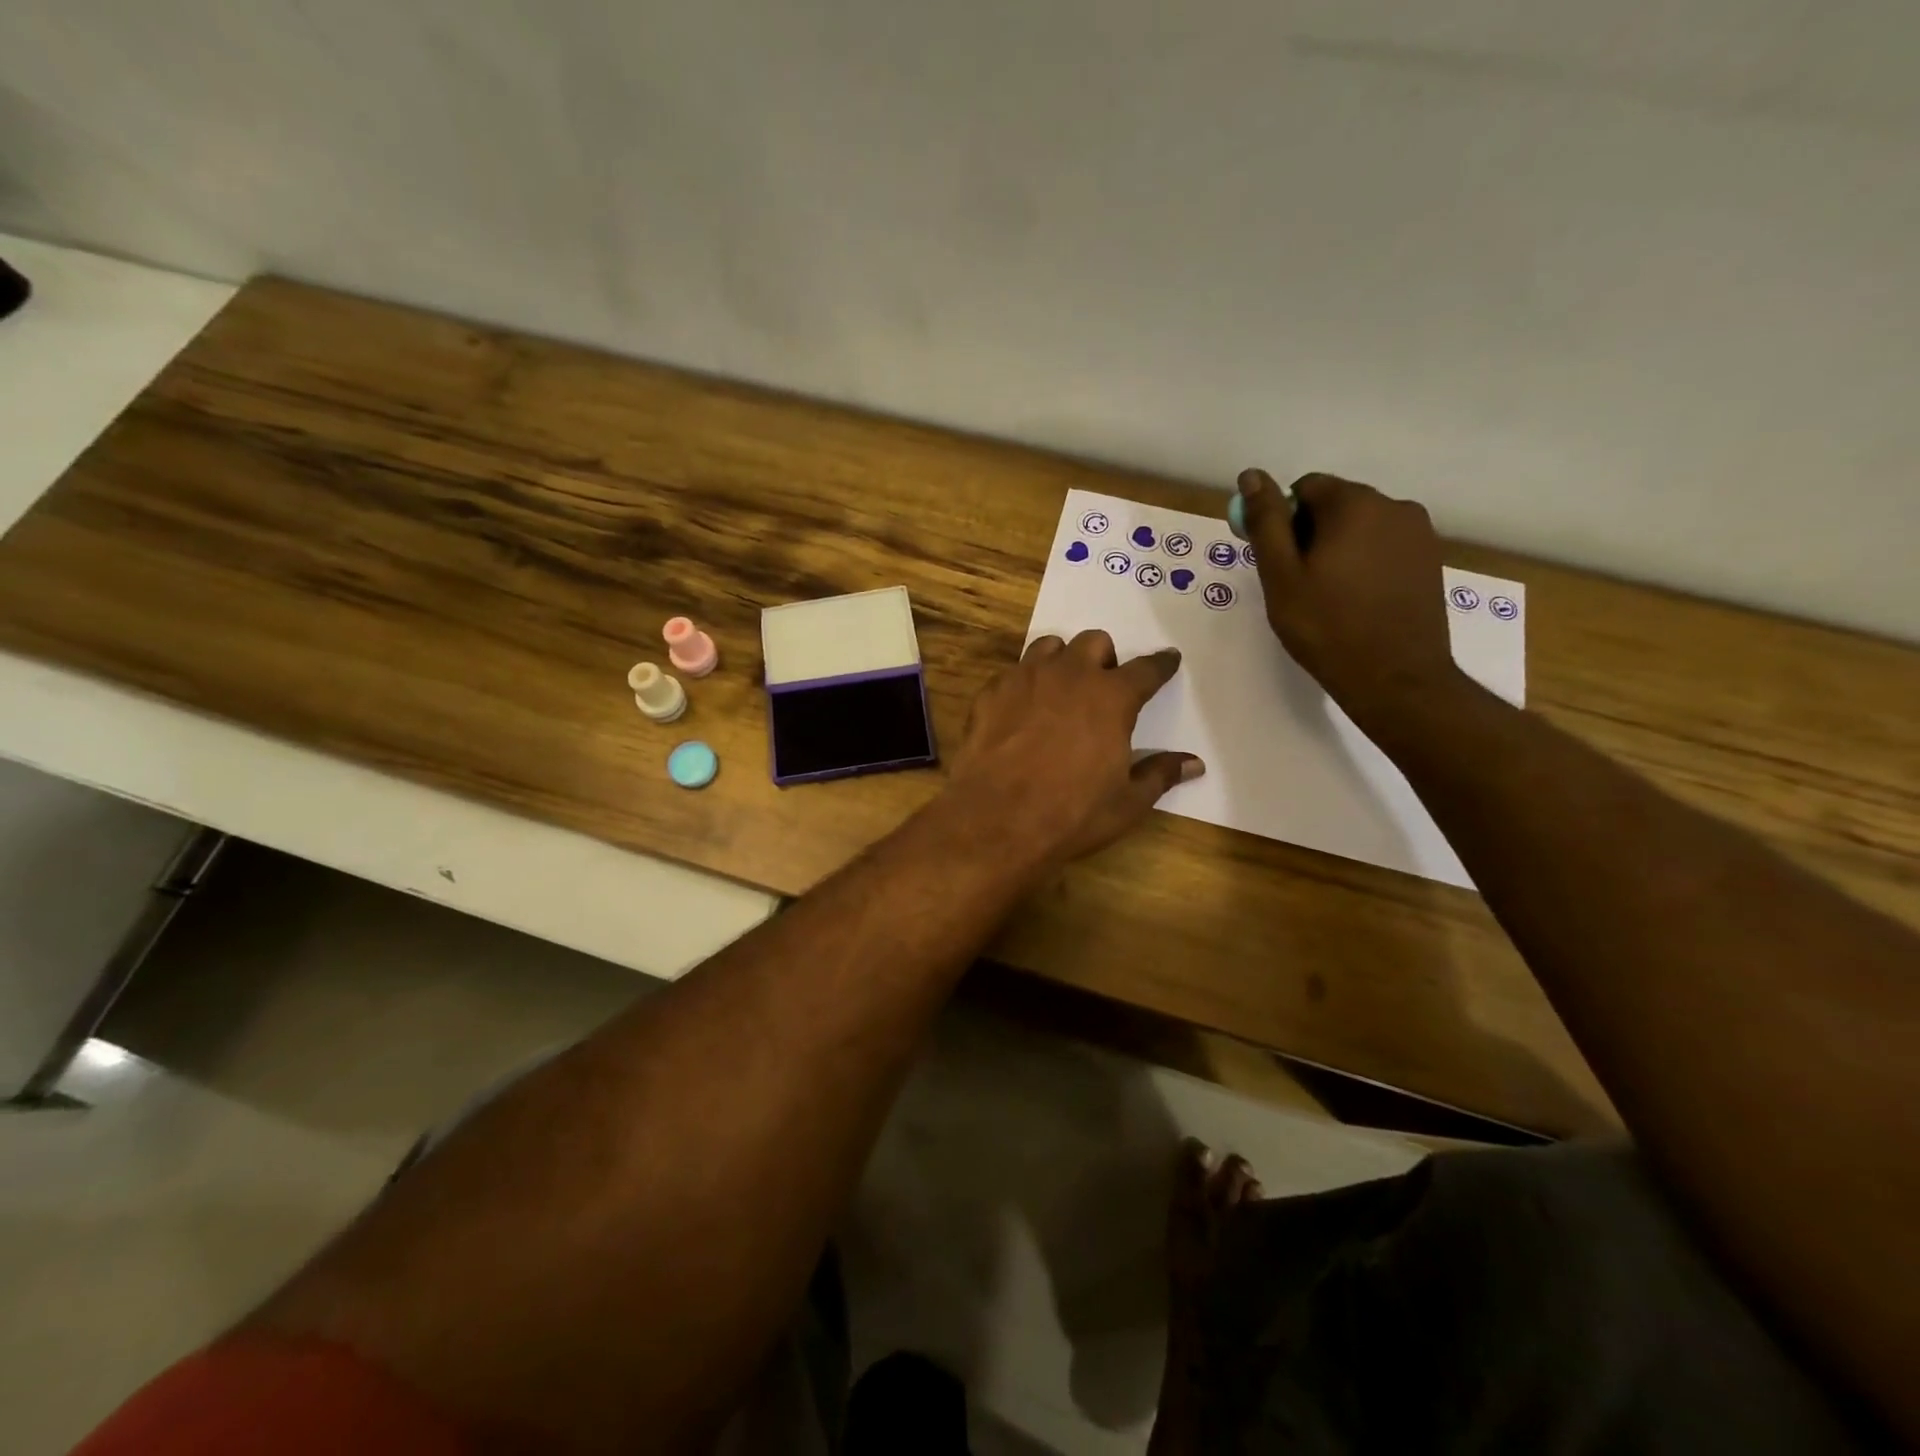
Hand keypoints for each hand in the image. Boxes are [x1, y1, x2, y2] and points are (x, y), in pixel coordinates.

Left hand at [944, 630, 1201, 869]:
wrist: (995, 820)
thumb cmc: (1071, 814)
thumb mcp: (1126, 803)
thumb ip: (1160, 775)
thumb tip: (1194, 764)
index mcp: (1111, 697)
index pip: (1146, 670)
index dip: (1160, 665)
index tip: (1168, 660)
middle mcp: (1070, 675)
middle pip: (1094, 642)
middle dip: (1104, 658)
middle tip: (1102, 686)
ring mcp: (1025, 678)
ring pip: (1049, 646)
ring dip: (1061, 661)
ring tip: (1060, 689)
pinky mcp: (991, 692)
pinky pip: (1013, 673)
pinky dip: (1024, 684)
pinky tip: (1021, 711)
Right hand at [1236, 468, 1464, 737]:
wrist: (1395, 679)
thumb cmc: (1327, 628)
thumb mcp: (1282, 576)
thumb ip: (1267, 522)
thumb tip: (1252, 475)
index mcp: (1354, 504)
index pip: (1305, 488)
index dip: (1284, 521)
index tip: (1277, 562)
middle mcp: (1394, 506)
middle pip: (1336, 505)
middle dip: (1312, 534)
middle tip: (1299, 585)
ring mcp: (1419, 534)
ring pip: (1362, 527)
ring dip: (1339, 549)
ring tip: (1329, 597)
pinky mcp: (1430, 560)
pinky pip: (1385, 548)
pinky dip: (1365, 564)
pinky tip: (1358, 602)